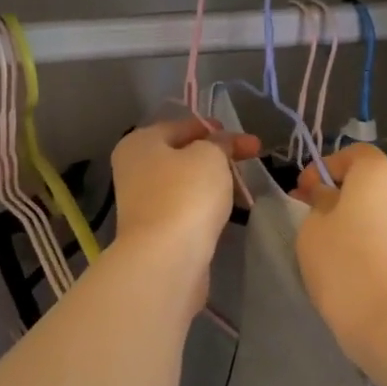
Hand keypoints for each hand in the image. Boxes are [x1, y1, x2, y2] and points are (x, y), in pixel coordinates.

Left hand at [111, 118, 259, 266]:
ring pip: (186, 184)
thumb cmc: (185, 194)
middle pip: (184, 155)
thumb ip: (219, 143)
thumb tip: (220, 144)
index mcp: (139, 143)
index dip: (216, 129)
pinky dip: (207, 206)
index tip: (246, 140)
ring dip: (214, 182)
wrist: (166, 259)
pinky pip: (187, 209)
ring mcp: (144, 203)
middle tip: (251, 159)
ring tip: (244, 186)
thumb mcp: (210, 156)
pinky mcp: (156, 232)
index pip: (182, 126)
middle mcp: (135, 170)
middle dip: (218, 156)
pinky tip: (228, 210)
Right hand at [292, 145, 386, 367]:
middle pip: (372, 183)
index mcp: (380, 174)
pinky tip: (364, 273)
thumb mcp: (312, 230)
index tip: (303, 193)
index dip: (324, 168)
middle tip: (316, 220)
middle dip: (344, 195)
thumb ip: (319, 203)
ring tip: (340, 250)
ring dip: (364, 222)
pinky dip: (381, 246)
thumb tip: (330, 197)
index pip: (352, 154)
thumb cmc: (347, 268)